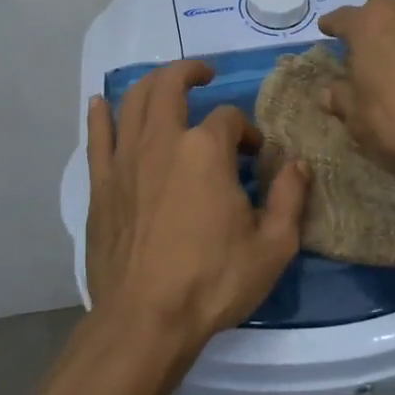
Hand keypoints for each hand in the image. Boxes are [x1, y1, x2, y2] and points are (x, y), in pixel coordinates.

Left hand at [85, 61, 308, 349]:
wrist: (144, 321)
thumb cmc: (212, 282)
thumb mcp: (273, 247)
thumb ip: (289, 198)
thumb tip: (298, 165)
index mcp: (206, 151)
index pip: (229, 118)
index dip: (246, 131)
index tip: (255, 156)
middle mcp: (162, 142)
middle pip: (170, 86)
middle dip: (190, 73)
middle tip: (205, 76)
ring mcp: (125, 160)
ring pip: (133, 102)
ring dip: (152, 83)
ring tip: (166, 84)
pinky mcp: (101, 184)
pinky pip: (96, 137)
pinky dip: (100, 115)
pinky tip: (101, 103)